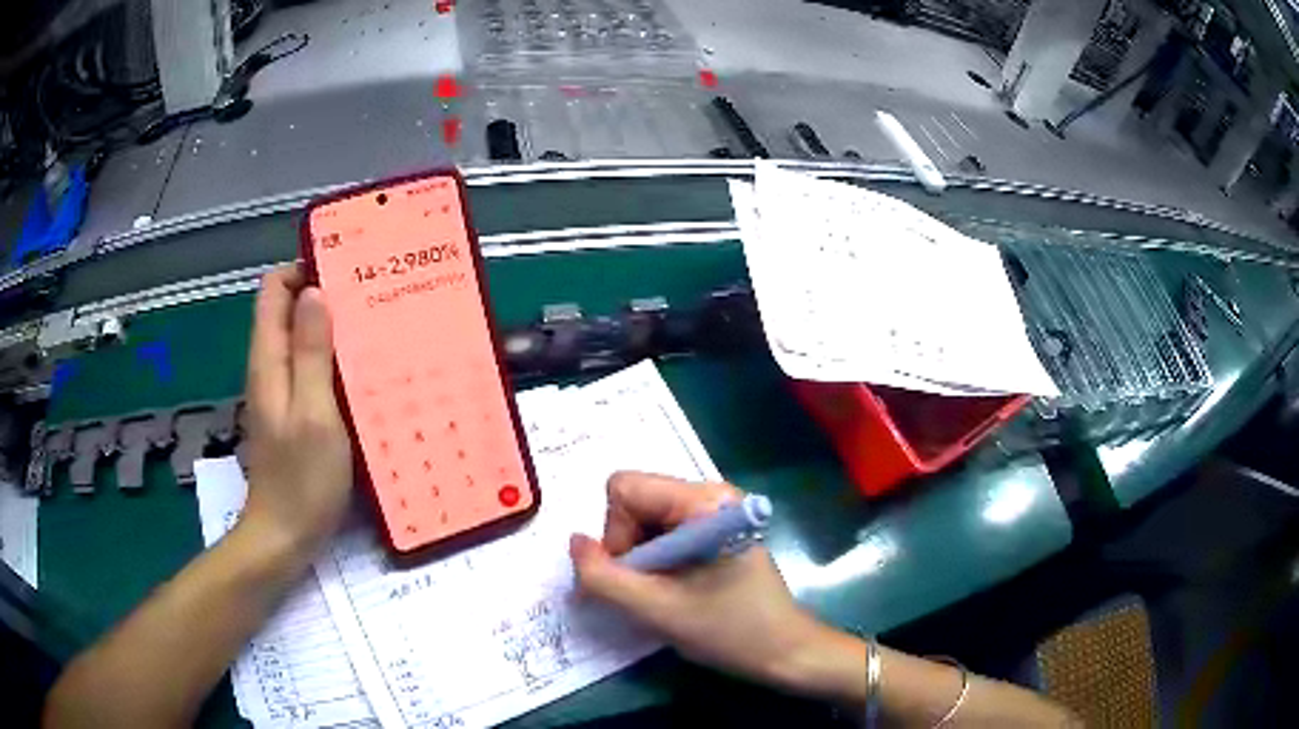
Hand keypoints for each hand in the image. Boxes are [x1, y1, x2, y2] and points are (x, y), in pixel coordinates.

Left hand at [239, 264, 351, 556]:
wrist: (286, 536)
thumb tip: (314, 293)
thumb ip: (310, 353)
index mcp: (269, 360)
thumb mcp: (313, 413)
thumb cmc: (302, 479)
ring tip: (376, 328)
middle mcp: (270, 368)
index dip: (303, 269)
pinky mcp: (295, 413)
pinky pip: (312, 369)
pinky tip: (365, 372)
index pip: (274, 290)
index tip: (345, 270)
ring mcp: (282, 392)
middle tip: (372, 297)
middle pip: (289, 310)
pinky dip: (334, 359)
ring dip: (332, 328)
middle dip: (324, 295)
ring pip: (302, 340)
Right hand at [569, 471, 830, 690]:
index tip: (637, 575)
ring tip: (663, 592)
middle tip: (648, 588)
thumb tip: (575, 542)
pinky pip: (663, 531)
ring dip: (640, 557)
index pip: (625, 489)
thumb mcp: (656, 610)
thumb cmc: (728, 630)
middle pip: (634, 501)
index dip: (615, 533)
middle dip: (626, 546)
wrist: (783, 651)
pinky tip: (673, 587)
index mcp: (705, 500)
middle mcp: (711, 493)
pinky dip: (654, 560)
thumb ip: (603, 576)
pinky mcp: (715, 530)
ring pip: (645, 519)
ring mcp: (715, 511)